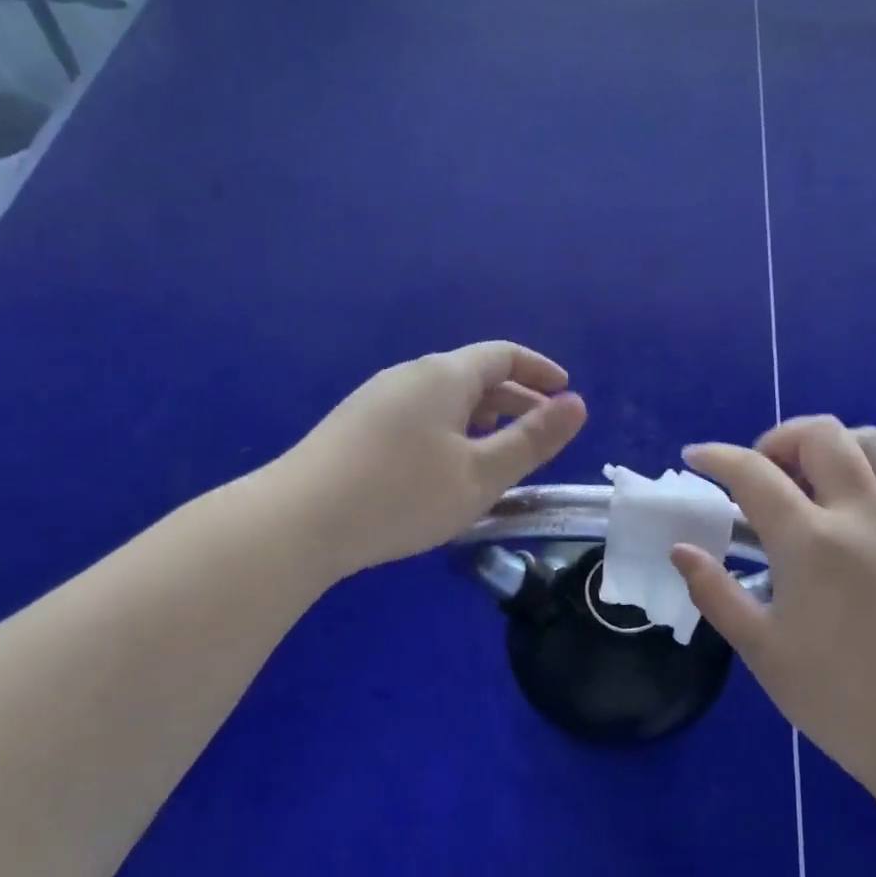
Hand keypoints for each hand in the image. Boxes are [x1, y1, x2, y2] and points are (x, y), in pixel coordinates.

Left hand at [282, 342, 586, 577]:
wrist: (299, 521)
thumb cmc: (403, 494)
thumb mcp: (482, 473)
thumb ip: (533, 439)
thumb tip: (576, 404)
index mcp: (445, 375)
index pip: (504, 355)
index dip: (540, 371)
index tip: (565, 393)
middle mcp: (410, 375)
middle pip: (474, 376)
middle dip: (514, 400)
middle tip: (541, 434)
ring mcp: (377, 399)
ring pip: (444, 399)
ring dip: (481, 420)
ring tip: (499, 456)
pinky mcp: (356, 426)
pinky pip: (419, 416)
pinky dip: (450, 432)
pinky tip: (446, 469)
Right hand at [672, 417, 875, 795]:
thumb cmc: (837, 697)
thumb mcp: (761, 649)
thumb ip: (715, 591)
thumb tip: (682, 550)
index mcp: (811, 542)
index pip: (754, 473)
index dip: (717, 458)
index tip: (695, 458)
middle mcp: (861, 514)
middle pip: (820, 435)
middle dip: (776, 439)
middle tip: (757, 473)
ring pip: (868, 442)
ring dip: (826, 445)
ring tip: (804, 481)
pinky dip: (864, 469)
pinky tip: (847, 508)